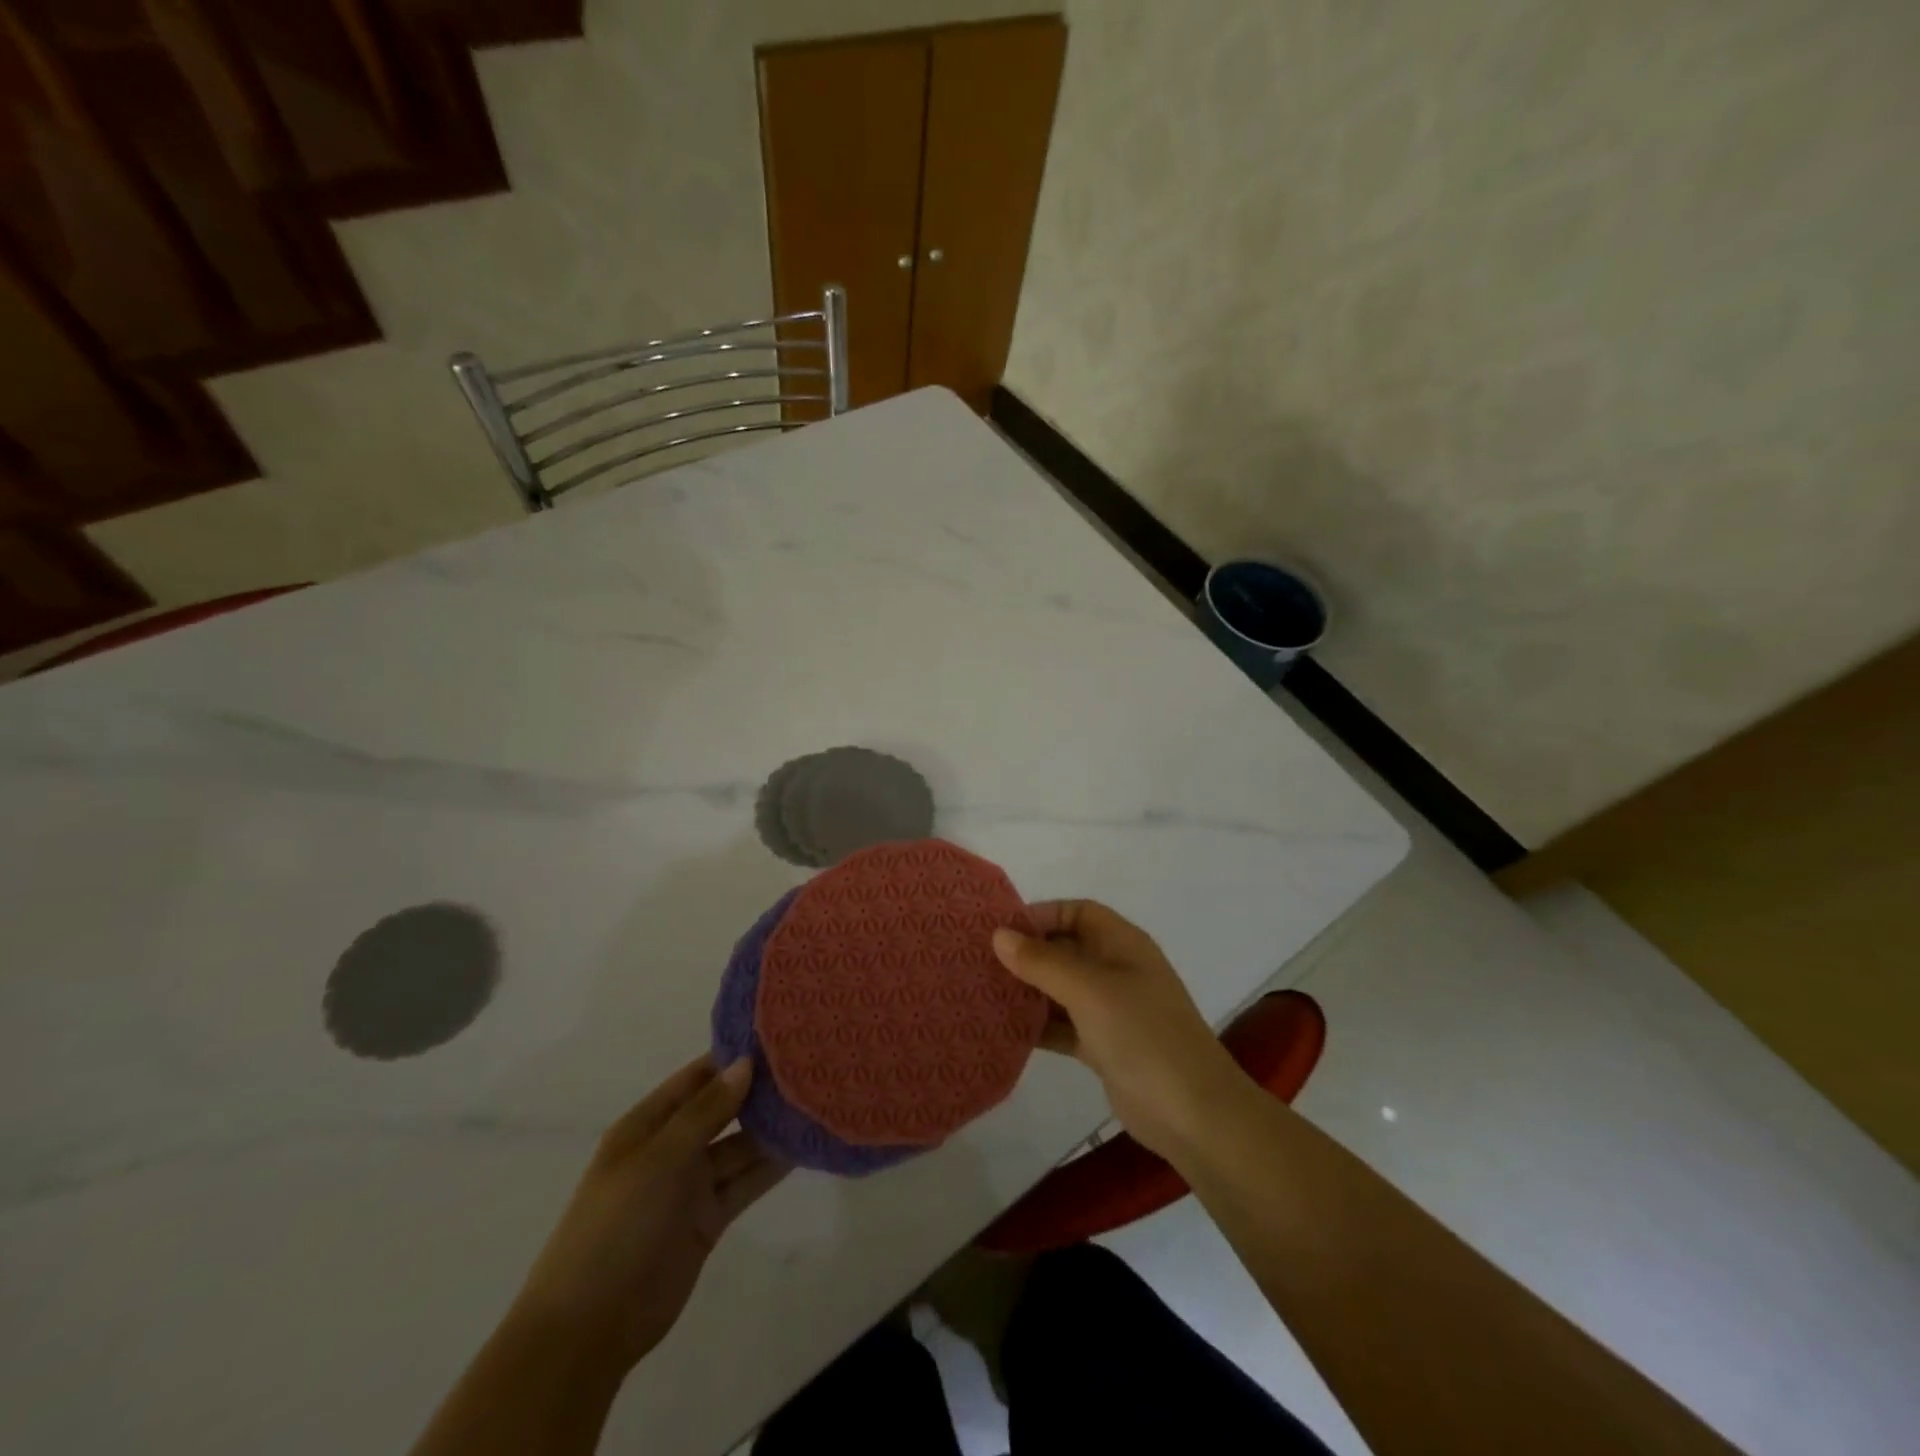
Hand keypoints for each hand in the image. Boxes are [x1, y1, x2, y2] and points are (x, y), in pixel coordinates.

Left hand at [511, 1056, 787, 1373]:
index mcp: (648, 1124)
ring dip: (772, 1129)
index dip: (733, 1057)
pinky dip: (772, 1167)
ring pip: (740, 1146)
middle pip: (723, 1110)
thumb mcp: (659, 1159)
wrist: (589, 1328)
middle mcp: (672, 1148)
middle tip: (810, 1066)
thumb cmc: (616, 1226)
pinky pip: (746, 1182)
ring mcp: (691, 1185)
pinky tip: (805, 1147)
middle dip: (760, 1091)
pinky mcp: (709, 1219)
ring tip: (818, 1102)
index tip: (779, 1037)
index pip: (698, 1077)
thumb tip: (746, 1063)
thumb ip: (706, 1111)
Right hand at [993, 900, 1244, 1160]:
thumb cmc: (1143, 1035)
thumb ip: (1043, 962)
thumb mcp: (1090, 991)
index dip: (1042, 914)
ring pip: (1062, 989)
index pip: (1078, 912)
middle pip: (1067, 949)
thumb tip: (999, 935)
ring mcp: (1112, 1010)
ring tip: (984, 992)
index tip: (1001, 930)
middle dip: (1028, 953)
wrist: (1193, 1114)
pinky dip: (1039, 1025)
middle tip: (981, 961)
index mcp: (1123, 945)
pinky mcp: (1104, 1046)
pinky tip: (1005, 1030)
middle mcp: (1118, 970)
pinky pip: (1064, 1025)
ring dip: (1029, 990)